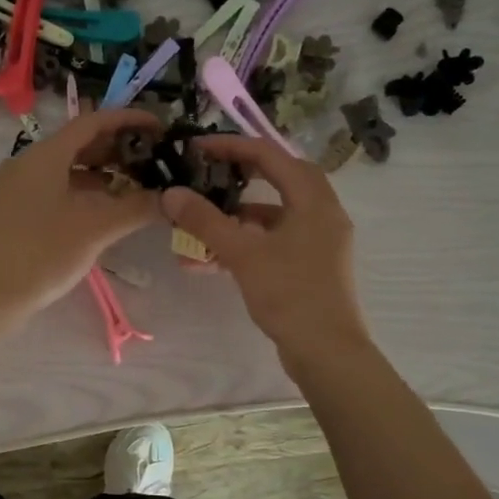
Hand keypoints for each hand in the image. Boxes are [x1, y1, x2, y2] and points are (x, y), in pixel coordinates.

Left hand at [0, 109, 161, 323]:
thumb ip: (136, 207)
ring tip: (135, 183)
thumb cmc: (44, 255)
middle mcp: (27, 162)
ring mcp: (18, 186)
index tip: (160, 127)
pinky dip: (83, 189)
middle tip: (152, 158)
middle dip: (117, 148)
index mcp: (44, 156)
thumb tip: (169, 198)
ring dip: (102, 171)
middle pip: (78, 142)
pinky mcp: (15, 208)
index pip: (92, 122)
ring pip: (67, 166)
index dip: (128, 120)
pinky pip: (55, 186)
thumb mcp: (96, 229)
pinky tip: (105, 206)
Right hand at [159, 136, 370, 362]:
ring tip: (203, 222)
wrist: (326, 351)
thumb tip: (171, 193)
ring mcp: (321, 241)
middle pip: (280, 179)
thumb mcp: (243, 254)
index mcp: (314, 200)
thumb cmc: (289, 294)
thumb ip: (206, 221)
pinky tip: (216, 257)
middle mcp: (323, 213)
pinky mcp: (313, 265)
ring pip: (277, 214)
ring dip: (240, 215)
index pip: (271, 155)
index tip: (198, 148)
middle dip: (241, 176)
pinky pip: (278, 241)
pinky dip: (249, 242)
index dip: (233, 147)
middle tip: (209, 174)